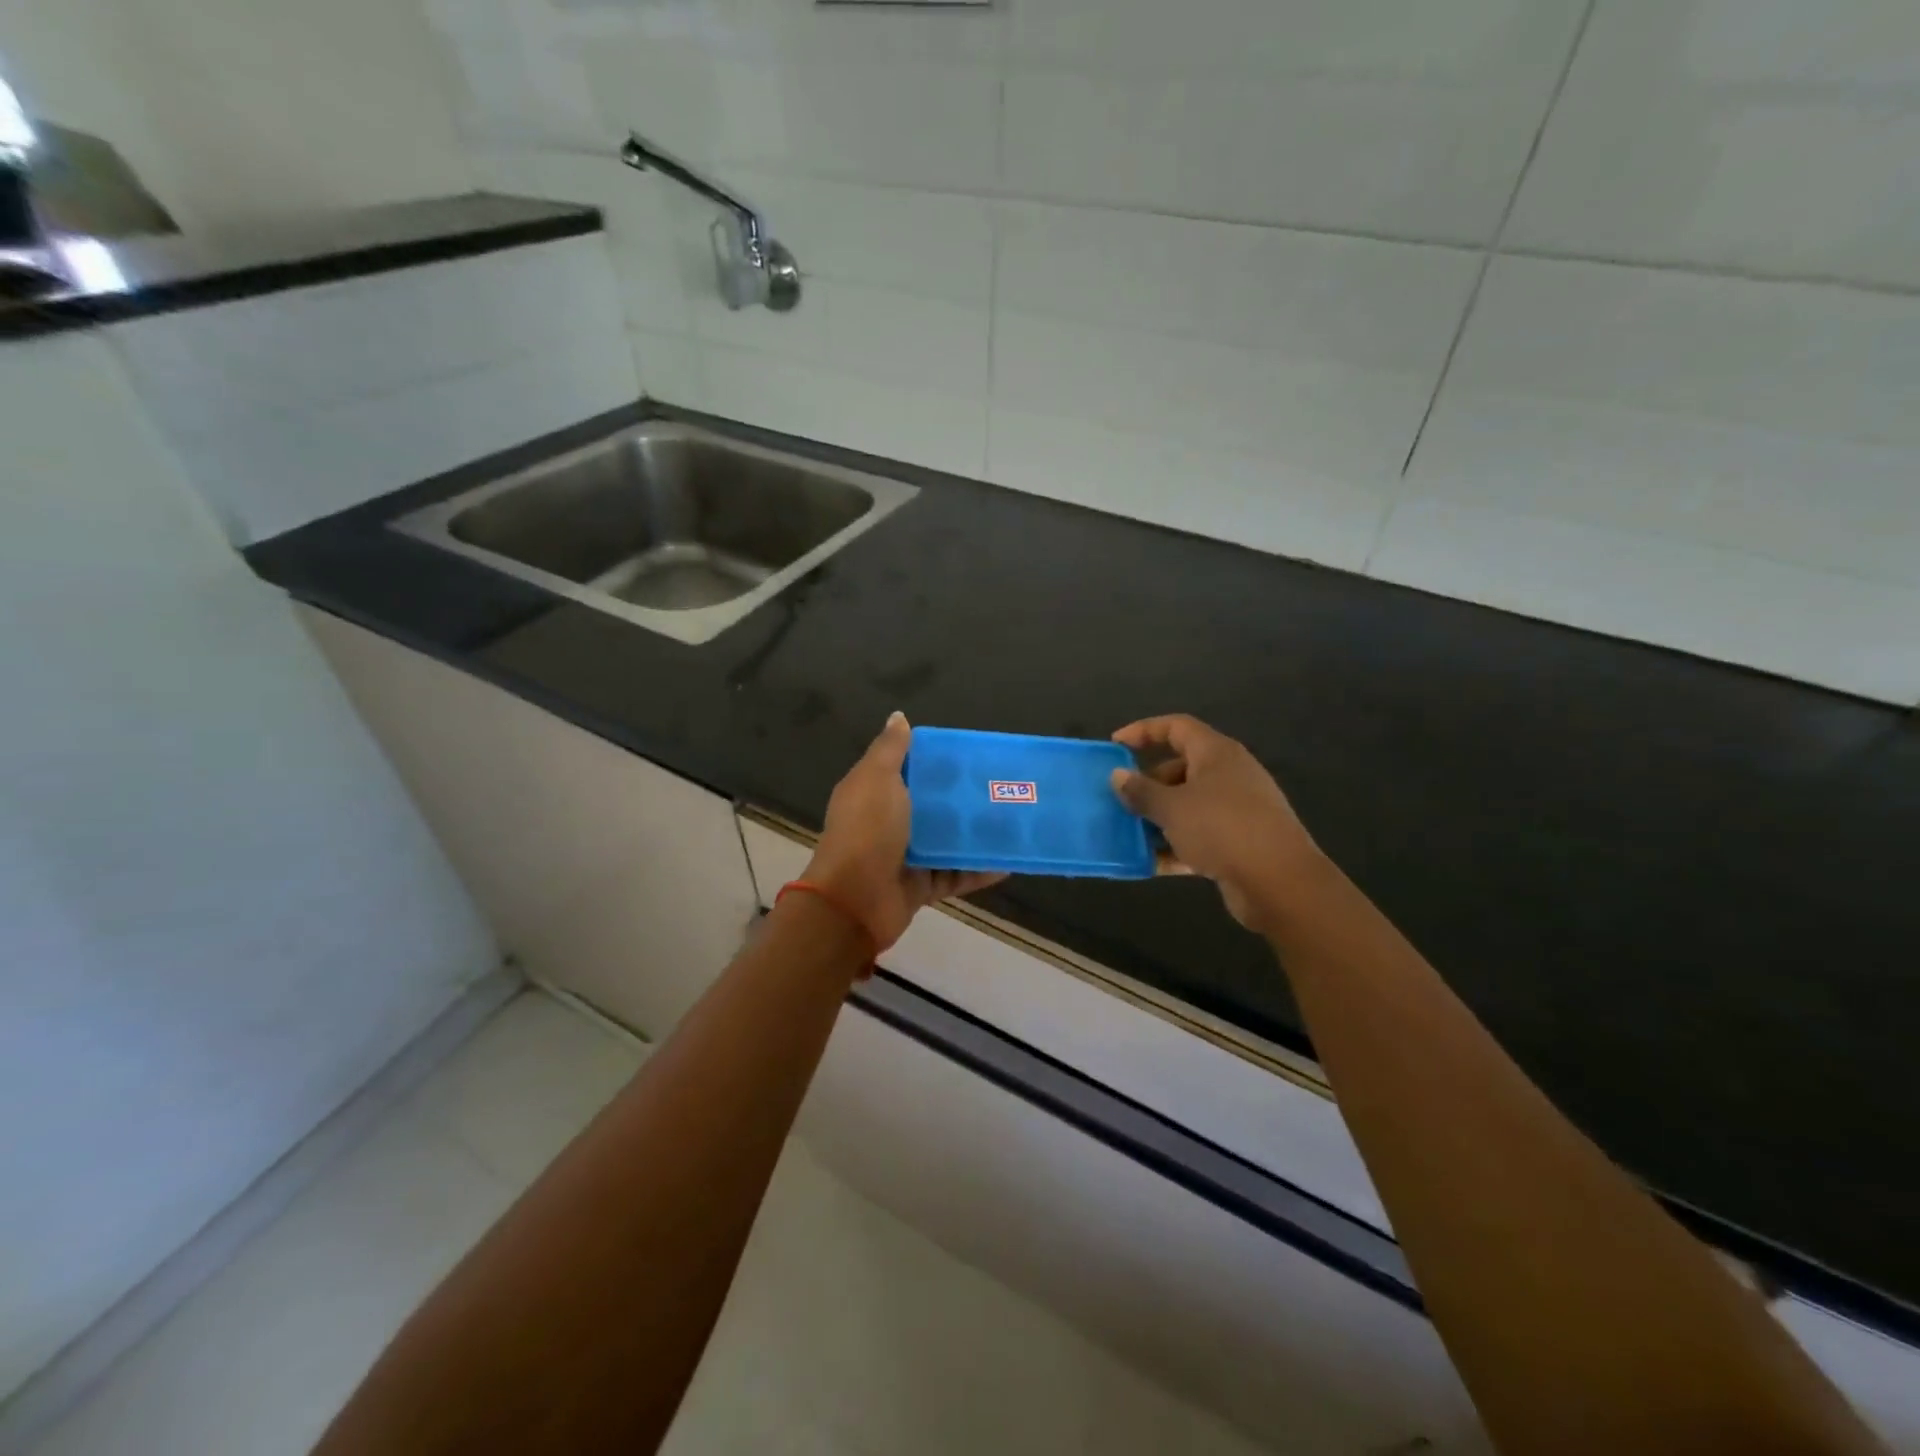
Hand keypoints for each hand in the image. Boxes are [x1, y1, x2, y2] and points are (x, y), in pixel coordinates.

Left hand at [804, 712, 1004, 951]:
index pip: (909, 771)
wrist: (855, 900)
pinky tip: (1009, 861)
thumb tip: (898, 717)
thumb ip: (890, 749)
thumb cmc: (867, 831)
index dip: (936, 762)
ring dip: (976, 835)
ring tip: (1013, 821)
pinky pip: (957, 876)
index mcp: (875, 794)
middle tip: (1003, 786)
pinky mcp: (923, 886)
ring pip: (948, 842)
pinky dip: (979, 870)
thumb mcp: (876, 779)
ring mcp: (907, 857)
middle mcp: (890, 823)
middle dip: (963, 799)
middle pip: (933, 807)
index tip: (970, 754)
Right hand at [1109, 714, 1323, 931]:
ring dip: (1159, 817)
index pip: (1176, 727)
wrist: (1280, 882)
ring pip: (1189, 804)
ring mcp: (1238, 809)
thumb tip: (1118, 776)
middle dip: (1148, 784)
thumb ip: (1141, 791)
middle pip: (1181, 768)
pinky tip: (1151, 863)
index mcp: (1216, 754)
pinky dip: (1176, 844)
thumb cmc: (1222, 829)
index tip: (1115, 745)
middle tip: (1122, 801)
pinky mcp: (1240, 841)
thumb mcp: (1172, 808)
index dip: (1144, 731)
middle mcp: (1229, 775)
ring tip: (1129, 833)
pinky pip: (1200, 835)